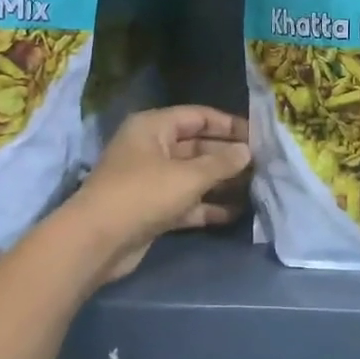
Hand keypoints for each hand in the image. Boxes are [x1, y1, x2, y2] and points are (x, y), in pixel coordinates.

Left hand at [69, 107, 252, 281]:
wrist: (97, 241)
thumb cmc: (143, 194)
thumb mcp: (188, 176)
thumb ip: (221, 163)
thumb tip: (247, 151)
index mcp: (153, 127)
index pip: (197, 117)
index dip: (228, 124)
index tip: (258, 135)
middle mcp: (151, 148)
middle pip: (197, 146)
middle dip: (227, 155)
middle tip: (262, 164)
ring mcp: (150, 180)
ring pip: (193, 176)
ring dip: (221, 182)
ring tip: (255, 187)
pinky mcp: (152, 209)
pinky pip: (186, 202)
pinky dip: (207, 206)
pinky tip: (235, 212)